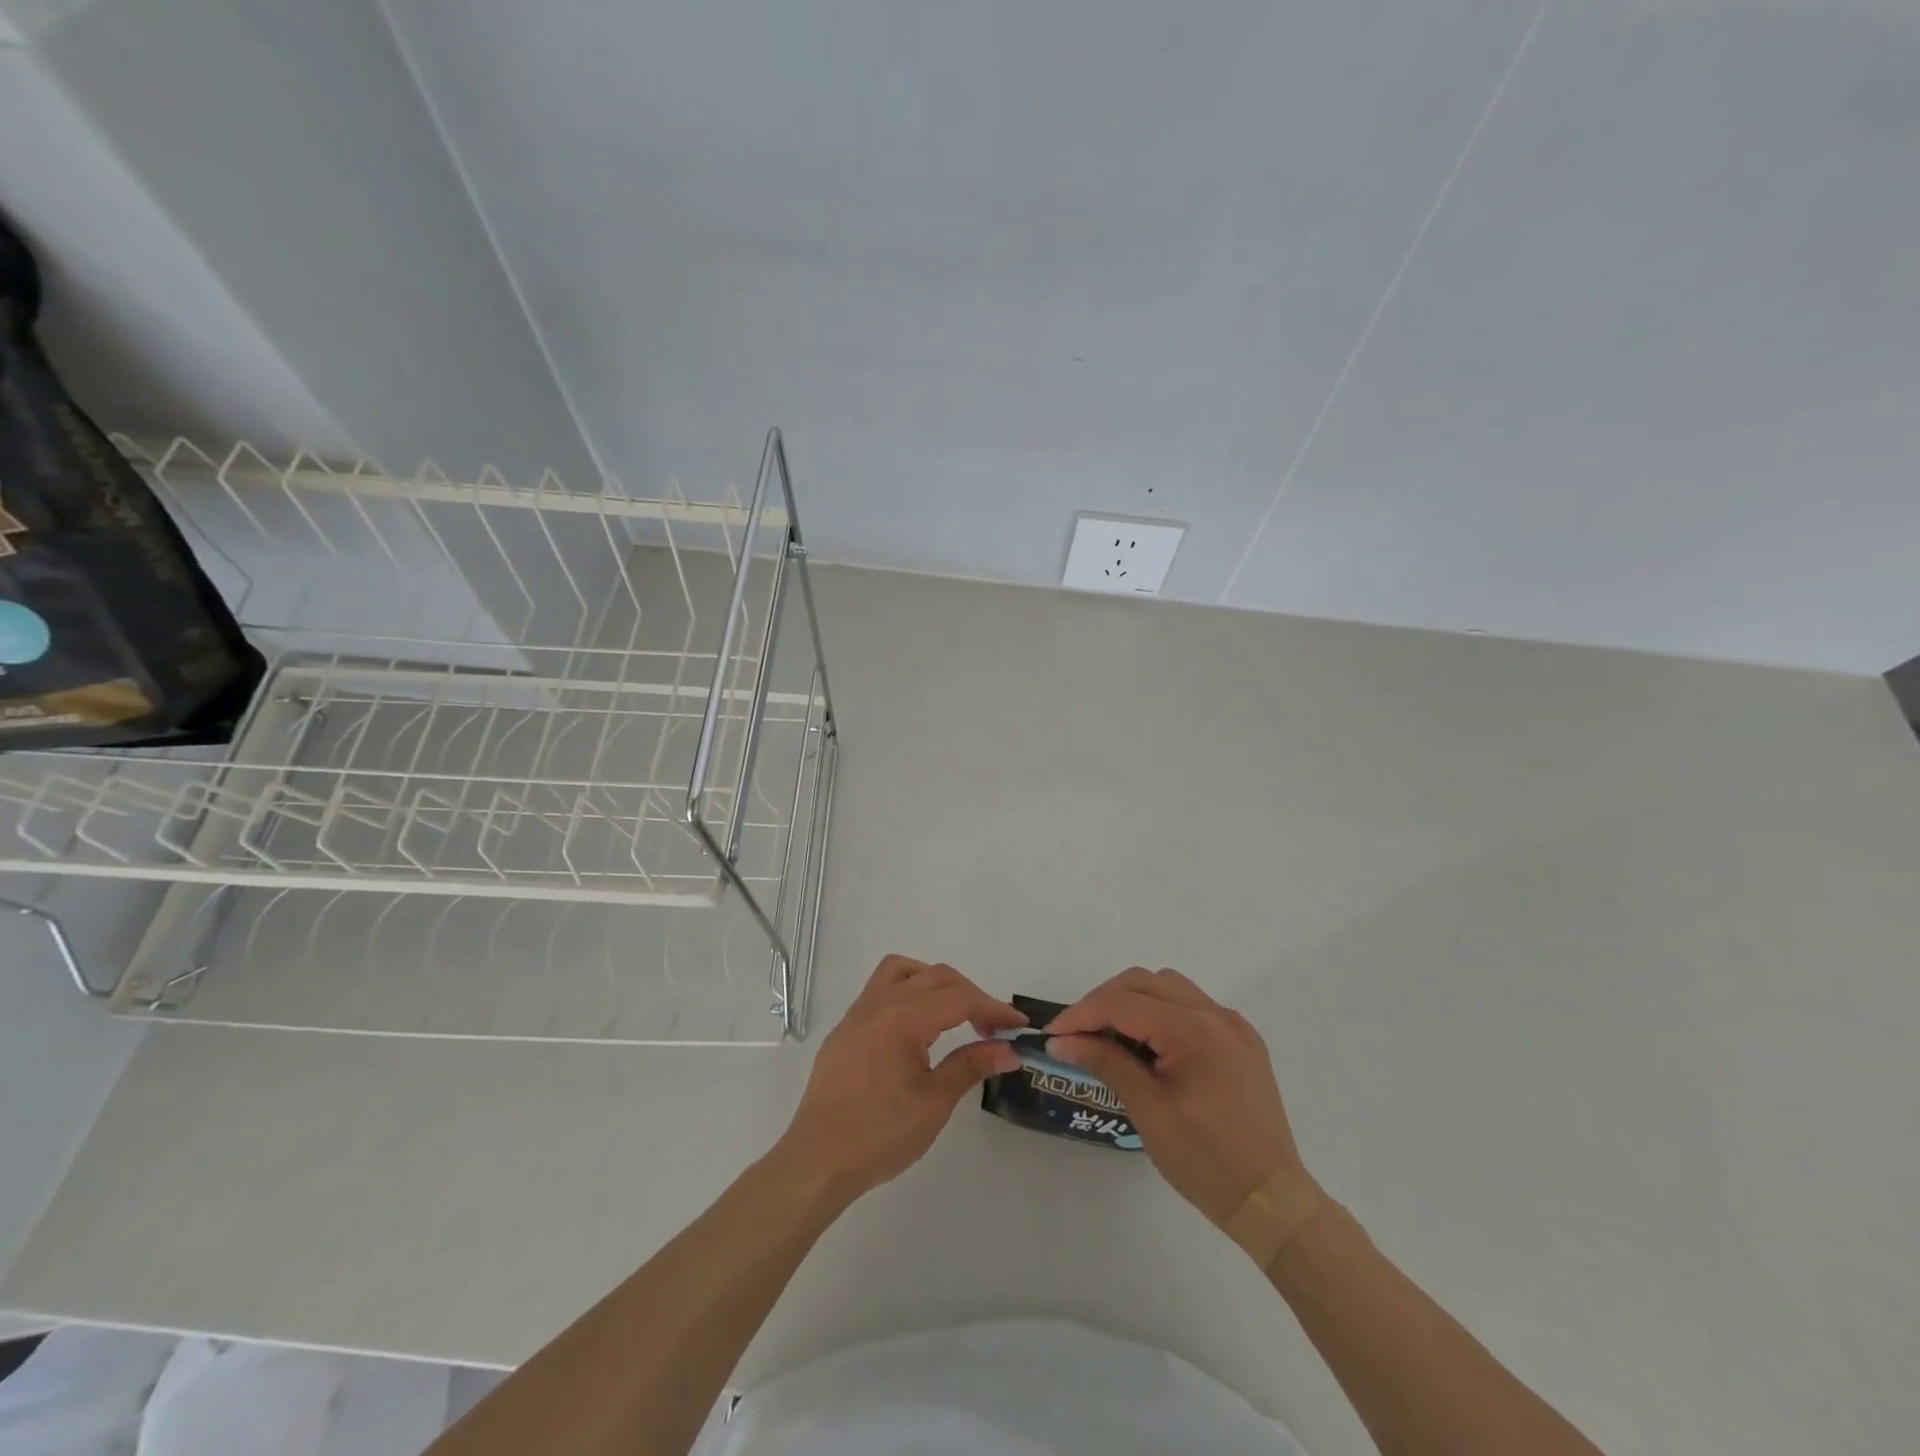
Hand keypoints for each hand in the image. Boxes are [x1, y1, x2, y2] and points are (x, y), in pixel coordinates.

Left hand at [775, 955, 1024, 1199]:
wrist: (817, 1161)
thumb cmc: (879, 1136)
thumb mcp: (933, 1104)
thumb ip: (971, 1066)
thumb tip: (1008, 1050)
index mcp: (902, 1019)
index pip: (959, 998)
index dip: (993, 1008)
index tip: (1018, 1024)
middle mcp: (879, 1004)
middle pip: (935, 976)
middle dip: (970, 994)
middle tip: (993, 1027)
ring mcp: (858, 1013)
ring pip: (903, 971)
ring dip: (935, 982)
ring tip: (954, 1014)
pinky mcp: (846, 1028)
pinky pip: (881, 989)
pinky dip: (909, 992)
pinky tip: (918, 1027)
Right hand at [1047, 968, 1311, 1226]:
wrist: (1273, 1201)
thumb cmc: (1205, 1161)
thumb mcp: (1148, 1111)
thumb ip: (1106, 1062)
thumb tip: (1062, 1041)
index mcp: (1192, 1031)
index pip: (1122, 1003)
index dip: (1081, 1014)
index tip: (1053, 1035)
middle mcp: (1214, 1015)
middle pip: (1144, 981)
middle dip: (1104, 1001)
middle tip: (1077, 1034)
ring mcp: (1232, 1025)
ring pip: (1169, 987)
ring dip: (1133, 1001)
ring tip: (1111, 1037)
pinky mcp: (1242, 1041)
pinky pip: (1192, 1007)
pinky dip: (1162, 1013)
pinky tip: (1150, 1046)